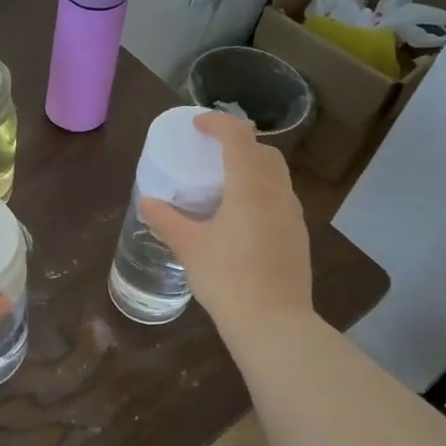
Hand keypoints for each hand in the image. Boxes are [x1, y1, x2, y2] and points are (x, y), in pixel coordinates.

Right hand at [139, 112, 312, 339]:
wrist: (274, 323)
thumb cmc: (228, 278)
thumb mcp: (189, 248)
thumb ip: (167, 221)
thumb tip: (147, 202)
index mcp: (250, 187)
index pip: (239, 137)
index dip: (218, 123)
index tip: (197, 125)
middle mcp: (277, 193)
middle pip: (264, 152)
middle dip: (239, 143)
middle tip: (212, 153)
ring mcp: (292, 215)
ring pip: (276, 176)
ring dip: (253, 168)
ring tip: (225, 184)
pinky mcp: (298, 236)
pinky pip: (280, 199)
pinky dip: (261, 192)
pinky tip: (242, 217)